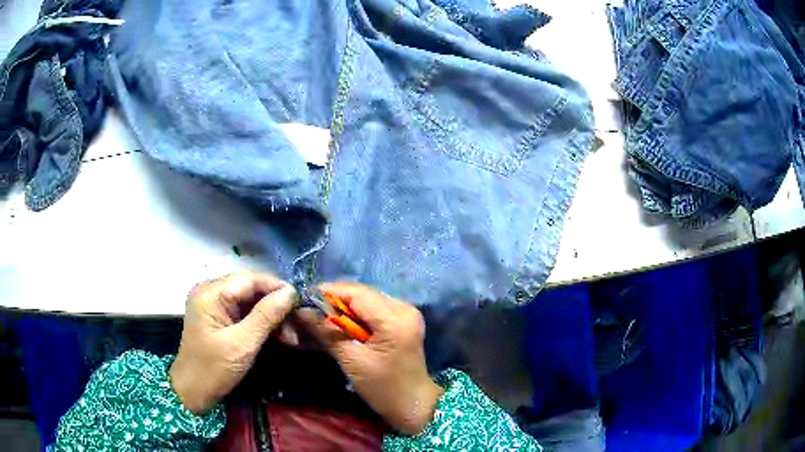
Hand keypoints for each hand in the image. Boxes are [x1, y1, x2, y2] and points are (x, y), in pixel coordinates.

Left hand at [169, 272, 296, 413]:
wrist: (193, 392)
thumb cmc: (213, 369)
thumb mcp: (242, 344)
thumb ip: (266, 316)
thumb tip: (291, 292)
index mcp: (211, 292)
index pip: (250, 279)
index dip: (277, 288)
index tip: (302, 303)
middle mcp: (212, 291)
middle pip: (252, 289)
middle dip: (276, 307)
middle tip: (298, 327)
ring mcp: (215, 304)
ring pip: (252, 302)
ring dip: (273, 318)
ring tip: (291, 338)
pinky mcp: (220, 318)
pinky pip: (246, 313)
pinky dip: (263, 325)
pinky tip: (279, 337)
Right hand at [301, 283, 442, 434]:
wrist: (413, 404)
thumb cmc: (383, 388)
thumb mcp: (351, 361)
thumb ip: (327, 332)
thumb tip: (302, 312)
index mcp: (394, 319)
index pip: (357, 293)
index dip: (330, 292)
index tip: (305, 298)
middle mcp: (404, 308)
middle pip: (363, 293)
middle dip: (336, 300)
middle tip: (312, 309)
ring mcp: (407, 312)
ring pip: (368, 299)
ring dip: (346, 306)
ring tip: (325, 317)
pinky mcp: (404, 319)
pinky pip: (376, 307)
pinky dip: (358, 313)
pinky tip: (345, 324)